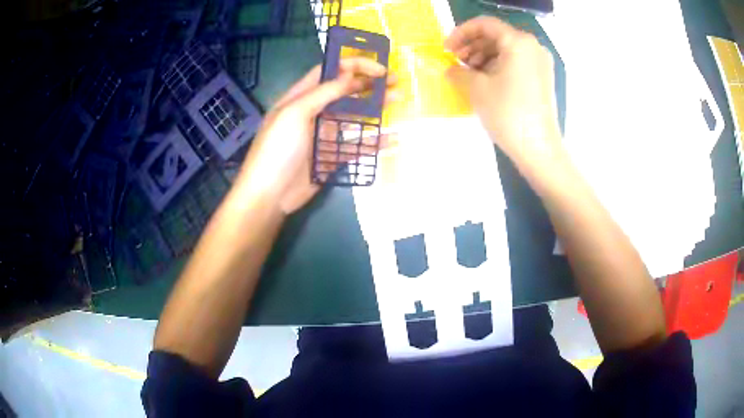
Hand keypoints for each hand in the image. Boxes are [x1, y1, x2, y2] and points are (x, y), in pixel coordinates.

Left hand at [236, 58, 396, 214]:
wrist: (269, 195)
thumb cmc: (277, 149)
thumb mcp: (295, 113)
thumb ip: (324, 93)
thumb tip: (351, 74)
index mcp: (300, 97)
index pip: (329, 72)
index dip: (354, 65)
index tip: (380, 69)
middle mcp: (313, 112)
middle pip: (345, 92)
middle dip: (370, 84)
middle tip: (396, 82)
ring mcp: (323, 135)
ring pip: (353, 117)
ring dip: (376, 108)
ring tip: (399, 101)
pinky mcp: (331, 157)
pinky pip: (355, 146)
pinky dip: (373, 142)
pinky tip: (393, 138)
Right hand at [444, 16, 561, 166]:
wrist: (538, 148)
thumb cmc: (507, 113)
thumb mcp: (476, 88)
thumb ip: (458, 71)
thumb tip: (450, 69)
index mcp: (519, 42)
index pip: (484, 25)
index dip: (461, 33)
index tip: (446, 49)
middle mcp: (533, 47)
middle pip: (496, 36)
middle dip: (471, 46)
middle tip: (455, 61)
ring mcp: (540, 63)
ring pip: (505, 50)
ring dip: (482, 57)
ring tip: (467, 73)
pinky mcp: (542, 78)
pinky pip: (515, 63)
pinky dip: (497, 66)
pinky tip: (483, 81)